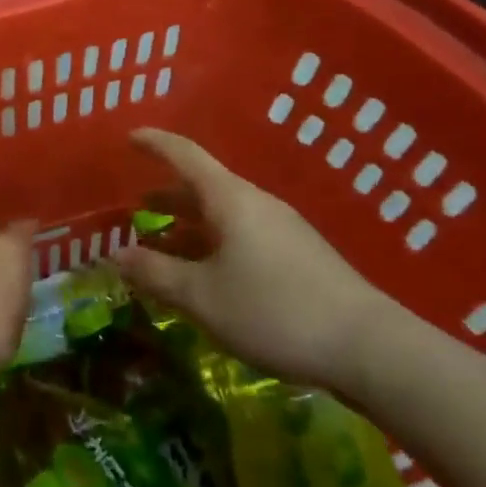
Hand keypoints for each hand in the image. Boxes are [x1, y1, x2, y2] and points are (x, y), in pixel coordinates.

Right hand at [115, 128, 402, 388]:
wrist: (369, 348)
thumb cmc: (274, 310)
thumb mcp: (201, 296)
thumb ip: (155, 273)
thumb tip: (116, 255)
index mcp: (231, 199)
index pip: (185, 156)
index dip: (154, 144)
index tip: (129, 138)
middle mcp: (256, 205)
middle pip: (203, 187)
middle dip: (166, 197)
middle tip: (134, 210)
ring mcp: (281, 230)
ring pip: (222, 216)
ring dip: (188, 227)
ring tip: (161, 248)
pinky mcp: (297, 257)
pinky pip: (241, 236)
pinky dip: (211, 245)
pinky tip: (204, 276)